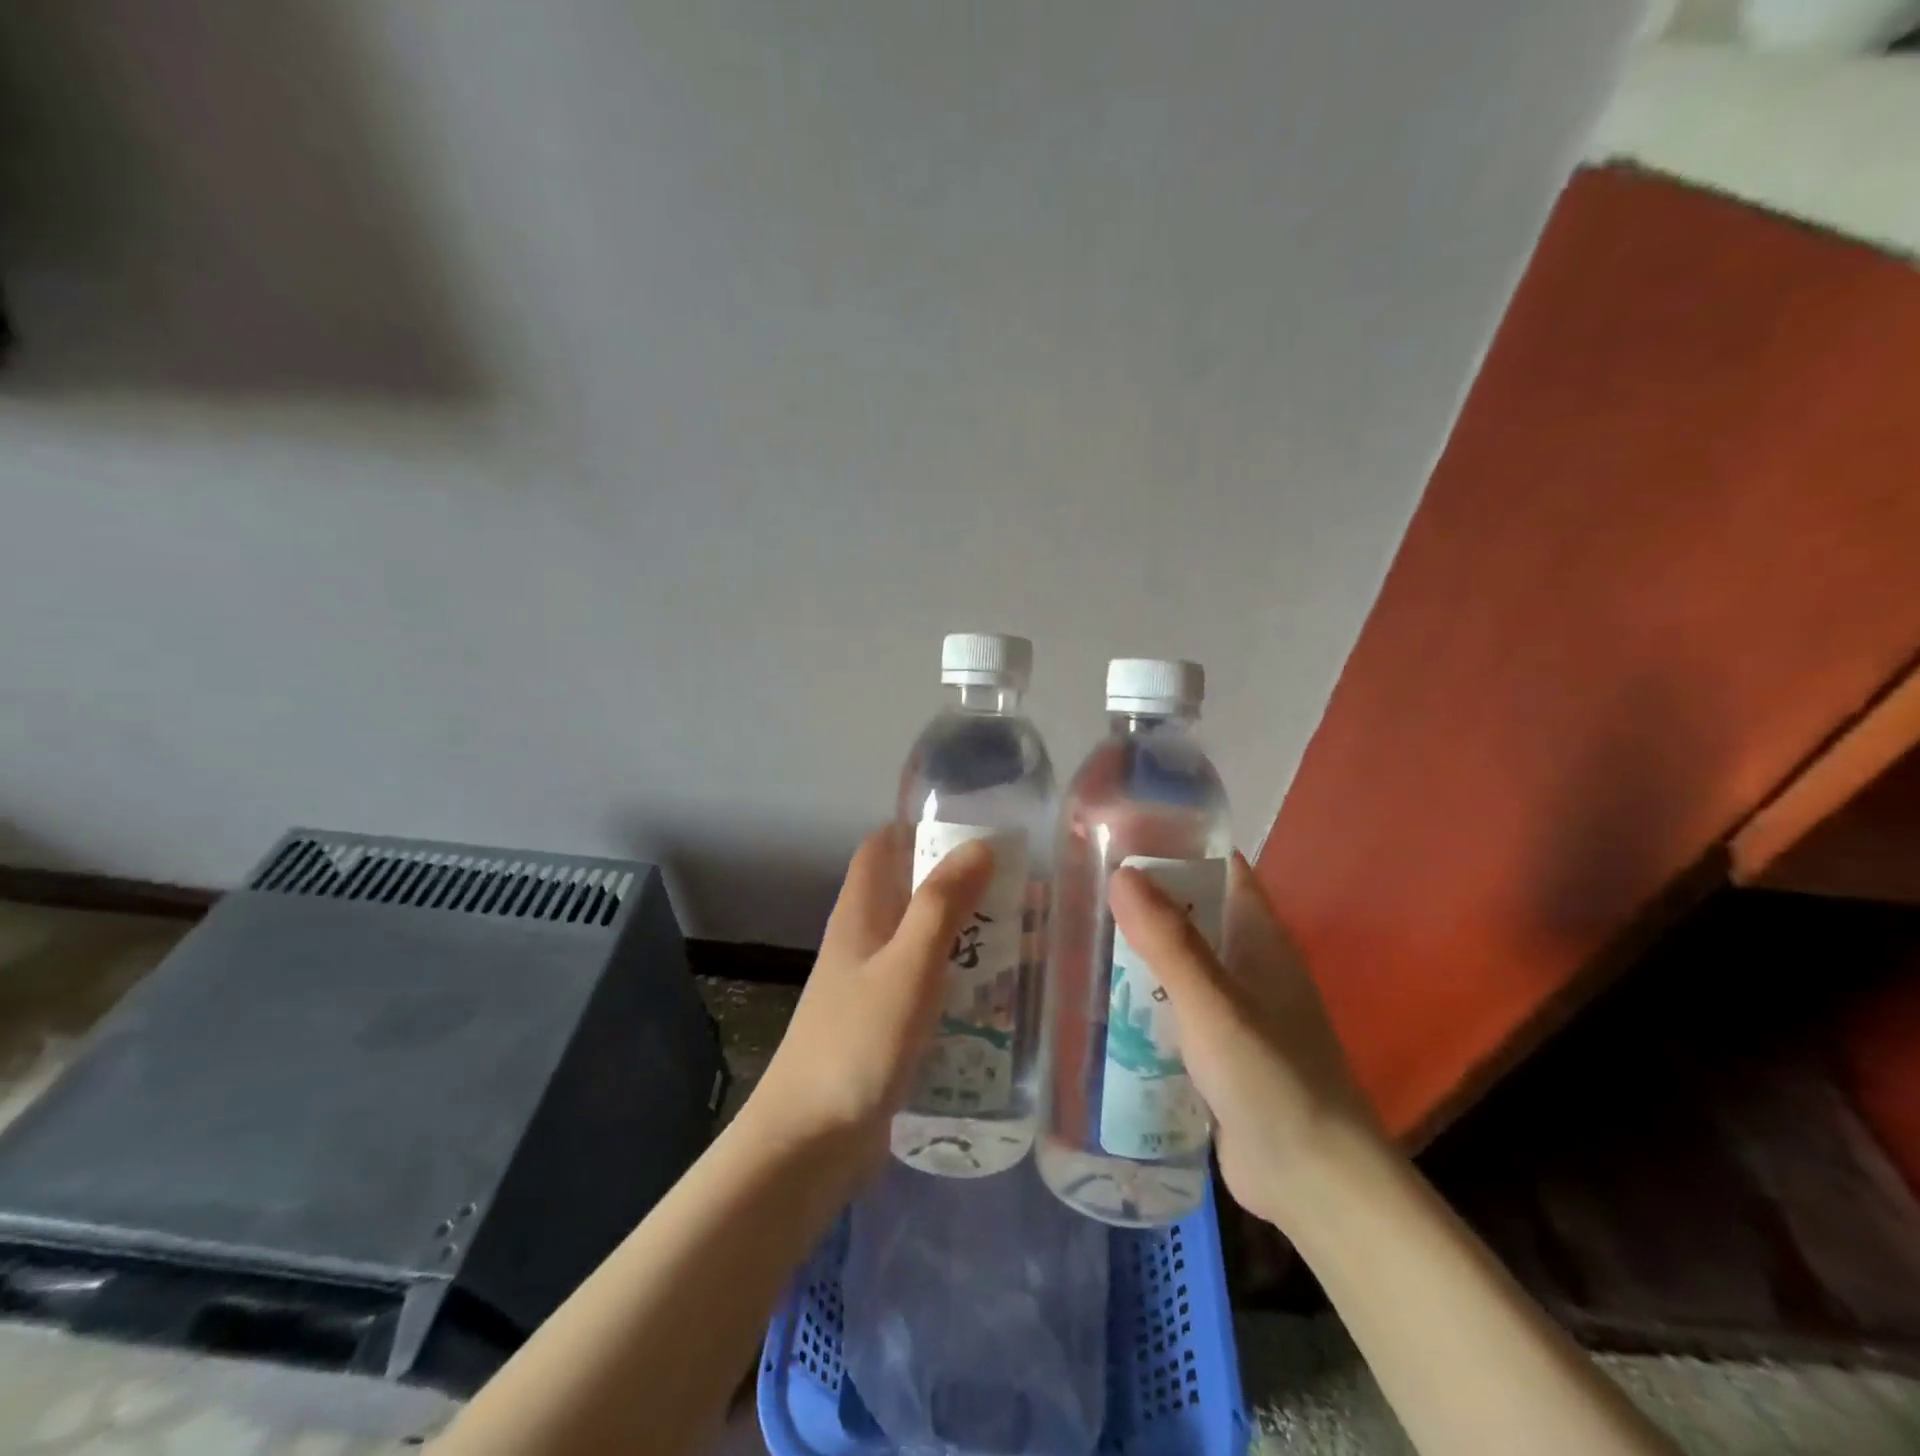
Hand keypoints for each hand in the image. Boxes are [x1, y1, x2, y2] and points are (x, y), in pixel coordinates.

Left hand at [745, 826, 993, 1172]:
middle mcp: (864, 941)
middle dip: (961, 886)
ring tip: (1026, 943)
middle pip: (911, 892)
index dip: (921, 829)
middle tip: (1021, 893)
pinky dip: (960, 981)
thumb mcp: (907, 967)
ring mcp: (872, 986)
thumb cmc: (858, 1043)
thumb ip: (942, 906)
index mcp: (860, 914)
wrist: (809, 1143)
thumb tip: (978, 845)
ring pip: (924, 942)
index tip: (977, 831)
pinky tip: (999, 999)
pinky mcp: (886, 1027)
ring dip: (967, 936)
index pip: (883, 846)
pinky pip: (928, 987)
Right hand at [1108, 852, 1384, 1228]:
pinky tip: (1103, 1004)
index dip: (1181, 846)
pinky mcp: (1220, 1052)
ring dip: (1142, 952)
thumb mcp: (1214, 1004)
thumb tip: (1121, 872)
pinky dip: (1146, 999)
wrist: (1315, 1184)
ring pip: (1183, 963)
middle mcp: (1252, 966)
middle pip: (1196, 914)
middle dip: (1146, 900)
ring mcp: (1237, 1011)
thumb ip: (1169, 942)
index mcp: (1262, 939)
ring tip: (1079, 938)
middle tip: (1081, 889)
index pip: (1224, 870)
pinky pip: (1177, 1009)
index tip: (1122, 836)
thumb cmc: (1271, 1079)